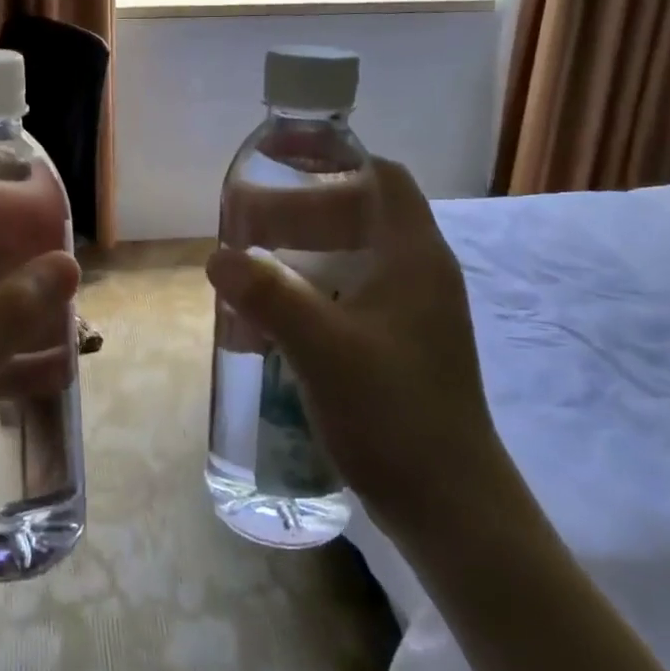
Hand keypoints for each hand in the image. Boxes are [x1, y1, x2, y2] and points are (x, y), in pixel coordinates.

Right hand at [204, 158, 497, 515]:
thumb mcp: (323, 348)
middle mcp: (419, 275)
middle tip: (245, 223)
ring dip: (301, 253)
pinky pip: (349, 297)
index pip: (382, 177)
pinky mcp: (399, 347)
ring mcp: (411, 314)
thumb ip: (269, 295)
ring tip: (250, 265)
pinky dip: (311, 291)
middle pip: (358, 216)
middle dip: (300, 212)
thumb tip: (217, 256)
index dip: (333, 161)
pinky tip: (273, 316)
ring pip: (351, 259)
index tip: (280, 164)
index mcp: (415, 257)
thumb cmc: (395, 415)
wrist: (452, 509)